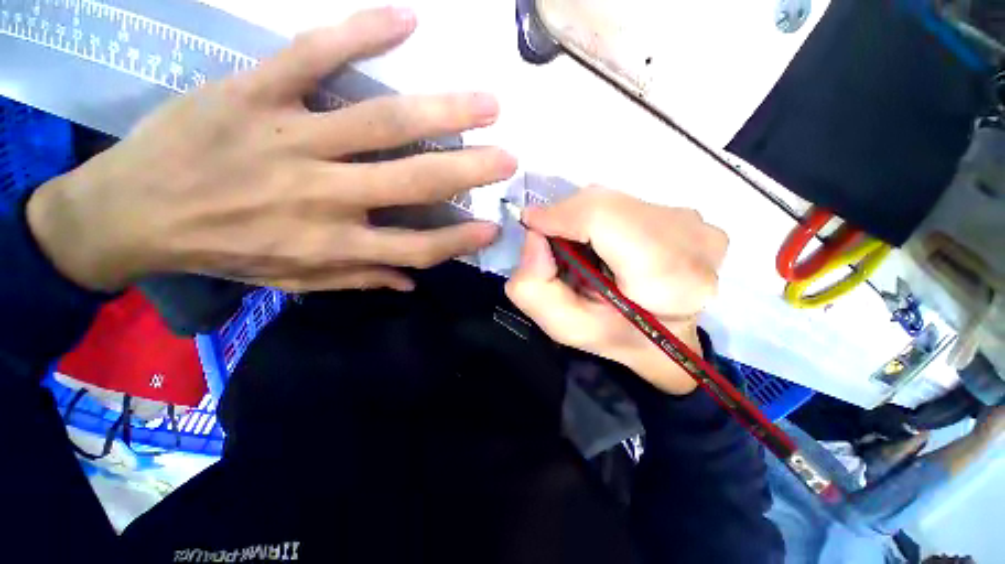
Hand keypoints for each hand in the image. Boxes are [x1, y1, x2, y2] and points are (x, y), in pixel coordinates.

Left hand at [27, 7, 516, 292]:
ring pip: (380, 121)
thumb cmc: (221, 251)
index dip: (458, 241)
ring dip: (442, 110)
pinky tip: (406, 21)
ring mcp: (287, 136)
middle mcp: (320, 194)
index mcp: (330, 242)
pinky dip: (361, 34)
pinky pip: (313, 55)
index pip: (414, 247)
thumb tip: (411, 281)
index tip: (491, 228)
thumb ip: (358, 278)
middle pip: (412, 182)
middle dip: (468, 171)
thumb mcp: (293, 281)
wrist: (131, 211)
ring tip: (488, 102)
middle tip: (508, 158)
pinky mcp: (252, 90)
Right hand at [506, 187, 727, 395]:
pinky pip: (630, 202)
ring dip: (586, 220)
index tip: (533, 226)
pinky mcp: (691, 216)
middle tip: (558, 249)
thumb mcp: (564, 326)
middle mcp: (695, 242)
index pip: (605, 217)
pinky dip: (605, 218)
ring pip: (616, 200)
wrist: (664, 338)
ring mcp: (697, 224)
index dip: (562, 215)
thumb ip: (532, 287)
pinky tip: (608, 246)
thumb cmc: (616, 336)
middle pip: (607, 204)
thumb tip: (534, 234)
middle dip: (569, 220)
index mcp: (668, 280)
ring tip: (585, 252)